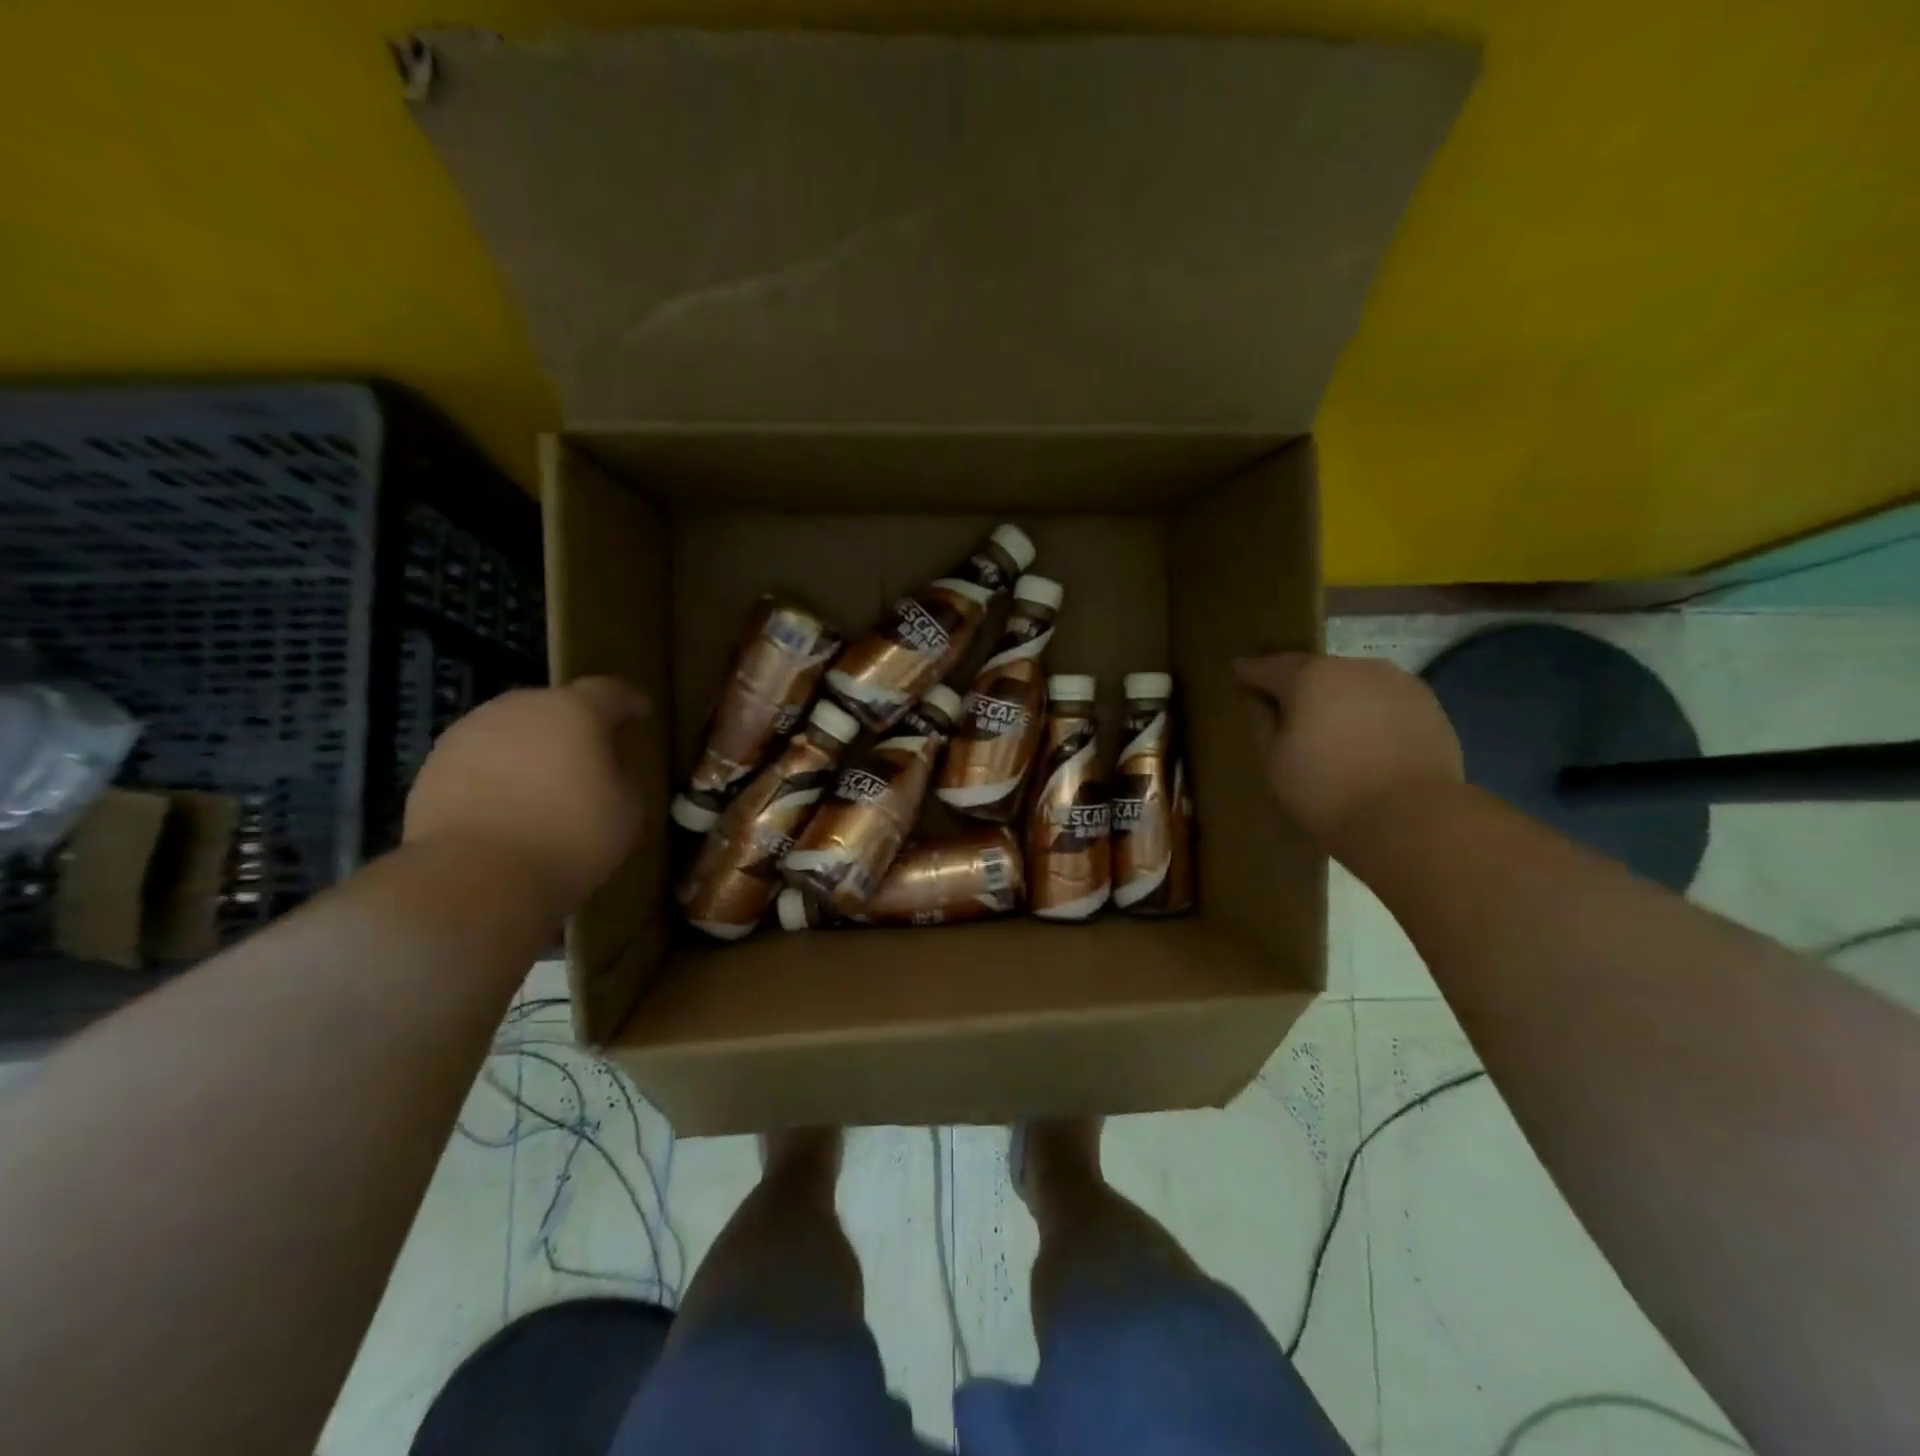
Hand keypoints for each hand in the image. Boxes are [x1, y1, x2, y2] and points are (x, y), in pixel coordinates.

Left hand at [403, 677, 649, 910]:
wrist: (474, 878)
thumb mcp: (628, 809)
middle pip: (556, 705)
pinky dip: (499, 772)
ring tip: (545, 781)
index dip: (630, 701)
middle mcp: (520, 707)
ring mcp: (470, 733)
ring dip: (533, 747)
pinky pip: (482, 758)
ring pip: (514, 730)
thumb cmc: (570, 838)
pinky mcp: (434, 764)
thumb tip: (611, 766)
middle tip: (592, 754)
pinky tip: (508, 804)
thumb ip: (624, 774)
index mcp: (574, 710)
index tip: (642, 713)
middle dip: (576, 725)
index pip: (610, 691)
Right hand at [1233, 653, 1462, 847]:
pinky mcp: (1428, 705)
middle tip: (1284, 708)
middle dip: (1297, 686)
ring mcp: (1397, 682)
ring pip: (1353, 684)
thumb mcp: (1273, 761)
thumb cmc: (1325, 790)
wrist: (1411, 818)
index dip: (1249, 671)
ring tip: (1328, 726)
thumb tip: (1260, 700)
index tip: (1237, 672)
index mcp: (1310, 676)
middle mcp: (1354, 666)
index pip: (1268, 666)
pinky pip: (1383, 702)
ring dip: (1336, 698)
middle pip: (1314, 671)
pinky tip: (1364, 740)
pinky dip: (1368, 713)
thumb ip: (1261, 722)